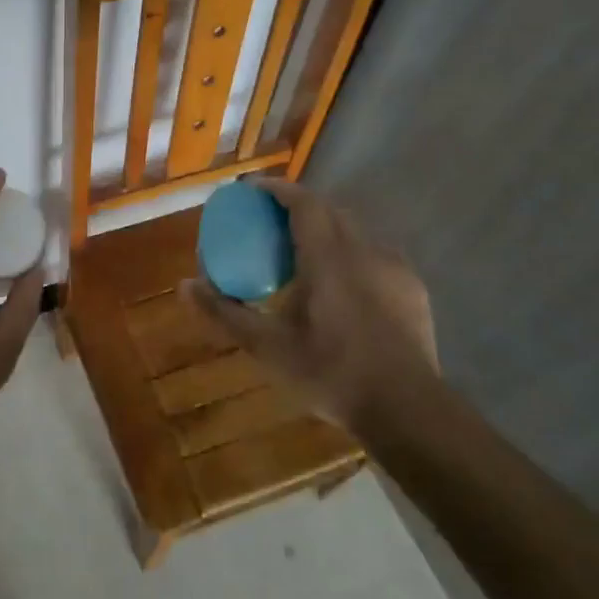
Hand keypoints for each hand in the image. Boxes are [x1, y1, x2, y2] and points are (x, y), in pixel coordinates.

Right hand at [185, 178, 437, 434]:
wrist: (406, 409)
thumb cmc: (330, 371)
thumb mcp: (266, 346)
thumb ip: (224, 312)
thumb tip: (185, 286)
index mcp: (327, 255)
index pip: (302, 202)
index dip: (275, 189)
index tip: (251, 190)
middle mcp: (363, 250)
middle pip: (329, 210)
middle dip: (299, 207)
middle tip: (271, 222)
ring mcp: (393, 268)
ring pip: (355, 232)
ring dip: (327, 231)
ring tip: (306, 254)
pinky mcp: (413, 289)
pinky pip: (375, 256)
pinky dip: (352, 256)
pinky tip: (344, 285)